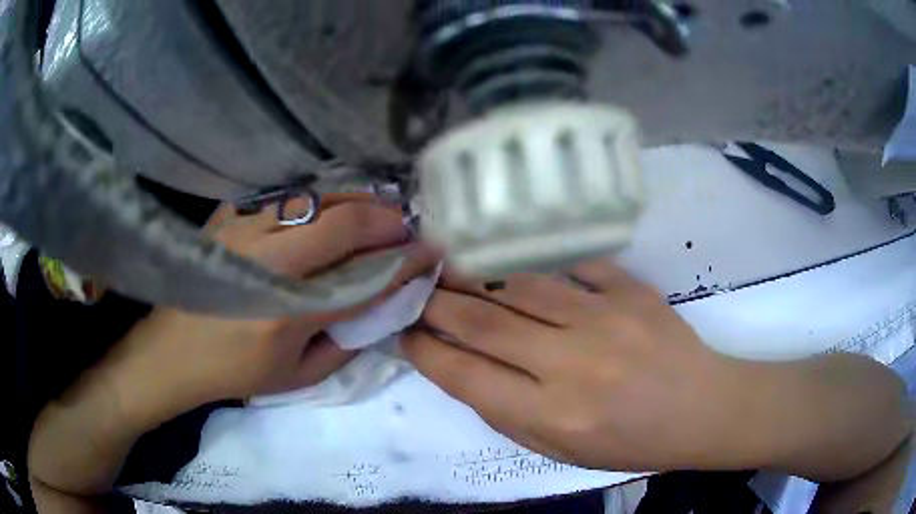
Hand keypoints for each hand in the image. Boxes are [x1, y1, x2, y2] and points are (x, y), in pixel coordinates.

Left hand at [106, 194, 437, 424]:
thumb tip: (378, 307)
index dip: (405, 262)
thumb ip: (345, 341)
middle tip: (406, 226)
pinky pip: (283, 196)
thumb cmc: (234, 372)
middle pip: (343, 222)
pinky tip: (325, 207)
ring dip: (355, 201)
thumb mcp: (298, 377)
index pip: (364, 277)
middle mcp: (268, 262)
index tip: (431, 252)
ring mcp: (244, 231)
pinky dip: (315, 198)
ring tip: (376, 210)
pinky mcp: (228, 218)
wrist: (172, 352)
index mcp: (288, 312)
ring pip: (315, 199)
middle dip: (386, 220)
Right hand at [404, 260, 910, 479]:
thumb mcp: (561, 451)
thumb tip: (465, 367)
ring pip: (518, 284)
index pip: (465, 376)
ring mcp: (602, 319)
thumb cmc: (631, 443)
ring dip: (474, 271)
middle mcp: (569, 365)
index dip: (425, 350)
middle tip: (411, 286)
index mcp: (550, 416)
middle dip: (435, 302)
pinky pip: (568, 264)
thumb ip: (509, 412)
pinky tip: (509, 253)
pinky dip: (533, 258)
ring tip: (444, 260)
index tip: (403, 332)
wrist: (702, 409)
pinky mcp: (629, 290)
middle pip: (482, 322)